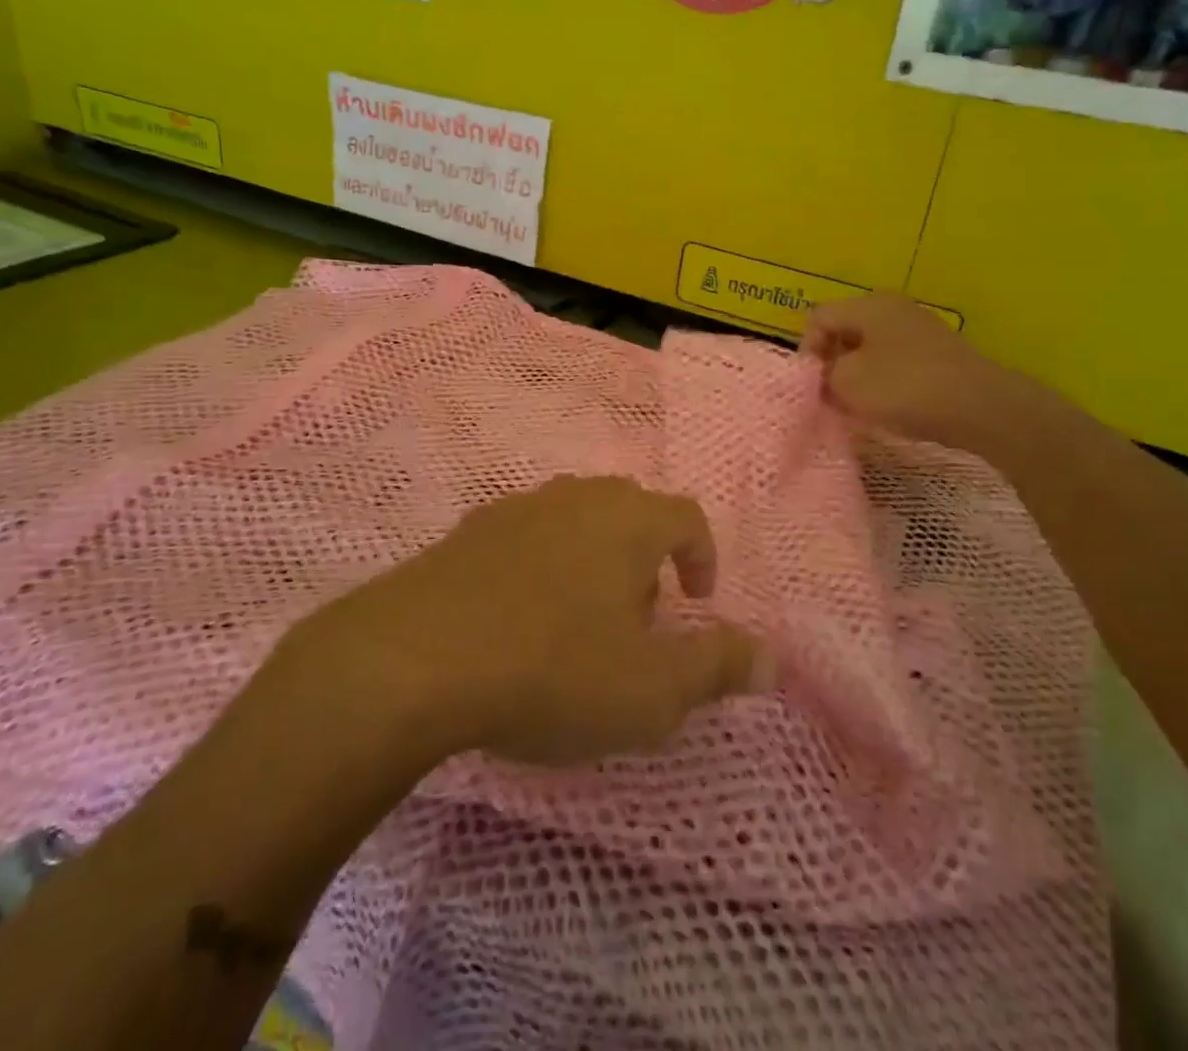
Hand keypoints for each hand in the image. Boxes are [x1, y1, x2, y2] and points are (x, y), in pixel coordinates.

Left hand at [306, 477, 770, 766]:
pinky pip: (526, 536)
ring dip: (593, 559)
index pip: (686, 516)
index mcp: (628, 520)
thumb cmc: (553, 669)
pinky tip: (520, 617)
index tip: (698, 601)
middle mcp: (576, 497)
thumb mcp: (651, 690)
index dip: (702, 555)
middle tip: (640, 618)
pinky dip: (541, 565)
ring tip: (581, 619)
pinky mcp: (468, 531)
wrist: (415, 659)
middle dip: (647, 559)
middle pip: (630, 510)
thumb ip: (718, 669)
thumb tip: (772, 660)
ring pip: (575, 519)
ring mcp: (517, 508)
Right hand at [802, 293, 1064, 457]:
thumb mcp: (848, 382)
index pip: (818, 317)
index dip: (807, 350)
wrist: (982, 408)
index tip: (813, 384)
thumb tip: (824, 375)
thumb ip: (824, 375)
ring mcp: (918, 330)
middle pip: (844, 330)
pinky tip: (887, 407)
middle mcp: (893, 308)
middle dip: (831, 364)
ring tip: (857, 407)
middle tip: (830, 397)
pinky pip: (894, 362)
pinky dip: (883, 382)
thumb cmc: (905, 388)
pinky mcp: (936, 355)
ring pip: (869, 349)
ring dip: (856, 376)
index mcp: (868, 305)